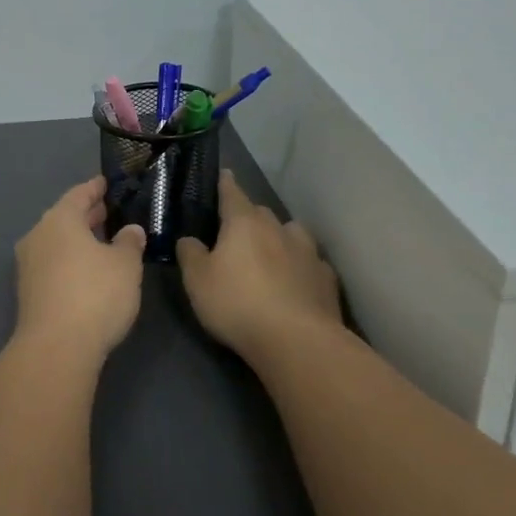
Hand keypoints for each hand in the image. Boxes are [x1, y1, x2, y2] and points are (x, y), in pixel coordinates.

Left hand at [13, 176, 146, 358]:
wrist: (56, 348)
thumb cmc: (95, 294)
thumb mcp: (125, 265)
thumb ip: (129, 242)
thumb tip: (130, 230)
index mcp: (59, 220)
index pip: (78, 195)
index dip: (94, 188)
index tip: (105, 183)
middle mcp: (38, 236)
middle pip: (64, 218)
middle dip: (86, 215)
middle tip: (108, 211)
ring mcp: (29, 265)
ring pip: (57, 242)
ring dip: (77, 239)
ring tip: (102, 241)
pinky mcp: (28, 292)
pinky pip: (52, 263)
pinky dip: (70, 259)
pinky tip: (87, 270)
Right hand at [177, 170, 340, 358]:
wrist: (298, 341)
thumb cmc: (238, 304)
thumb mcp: (197, 281)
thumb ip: (190, 254)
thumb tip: (189, 240)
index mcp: (244, 222)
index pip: (232, 193)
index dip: (225, 184)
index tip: (224, 174)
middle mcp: (278, 228)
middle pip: (261, 213)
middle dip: (250, 218)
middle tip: (237, 232)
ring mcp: (307, 252)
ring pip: (291, 234)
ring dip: (280, 238)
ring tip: (272, 254)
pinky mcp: (327, 279)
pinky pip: (311, 263)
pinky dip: (301, 267)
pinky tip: (297, 282)